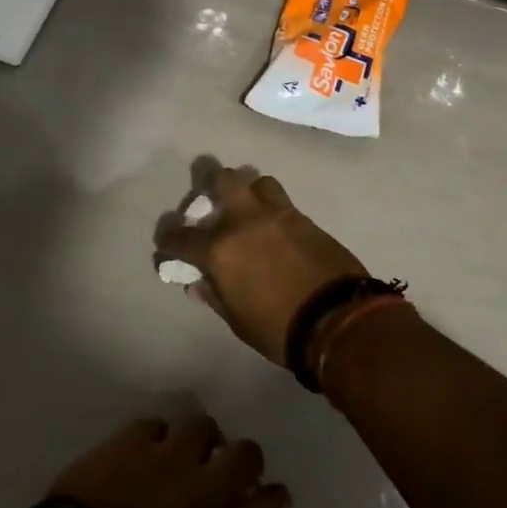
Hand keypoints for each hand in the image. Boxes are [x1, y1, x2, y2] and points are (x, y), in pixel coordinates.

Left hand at [50, 415, 290, 507]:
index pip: (275, 503)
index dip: (271, 506)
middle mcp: (207, 484)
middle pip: (249, 452)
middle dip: (242, 466)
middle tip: (221, 484)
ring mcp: (169, 453)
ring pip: (204, 428)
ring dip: (200, 446)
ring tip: (183, 464)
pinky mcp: (133, 437)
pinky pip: (157, 425)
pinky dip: (156, 440)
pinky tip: (143, 459)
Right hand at [157, 166, 366, 364]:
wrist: (337, 318)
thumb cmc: (278, 327)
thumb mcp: (237, 319)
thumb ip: (215, 294)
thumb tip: (199, 282)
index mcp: (221, 249)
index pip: (182, 237)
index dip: (170, 240)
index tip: (169, 243)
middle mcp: (245, 221)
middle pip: (224, 180)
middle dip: (213, 186)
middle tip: (214, 203)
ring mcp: (278, 214)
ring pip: (258, 182)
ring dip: (250, 192)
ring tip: (250, 211)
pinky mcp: (305, 218)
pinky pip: (283, 202)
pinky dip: (273, 209)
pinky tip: (275, 228)